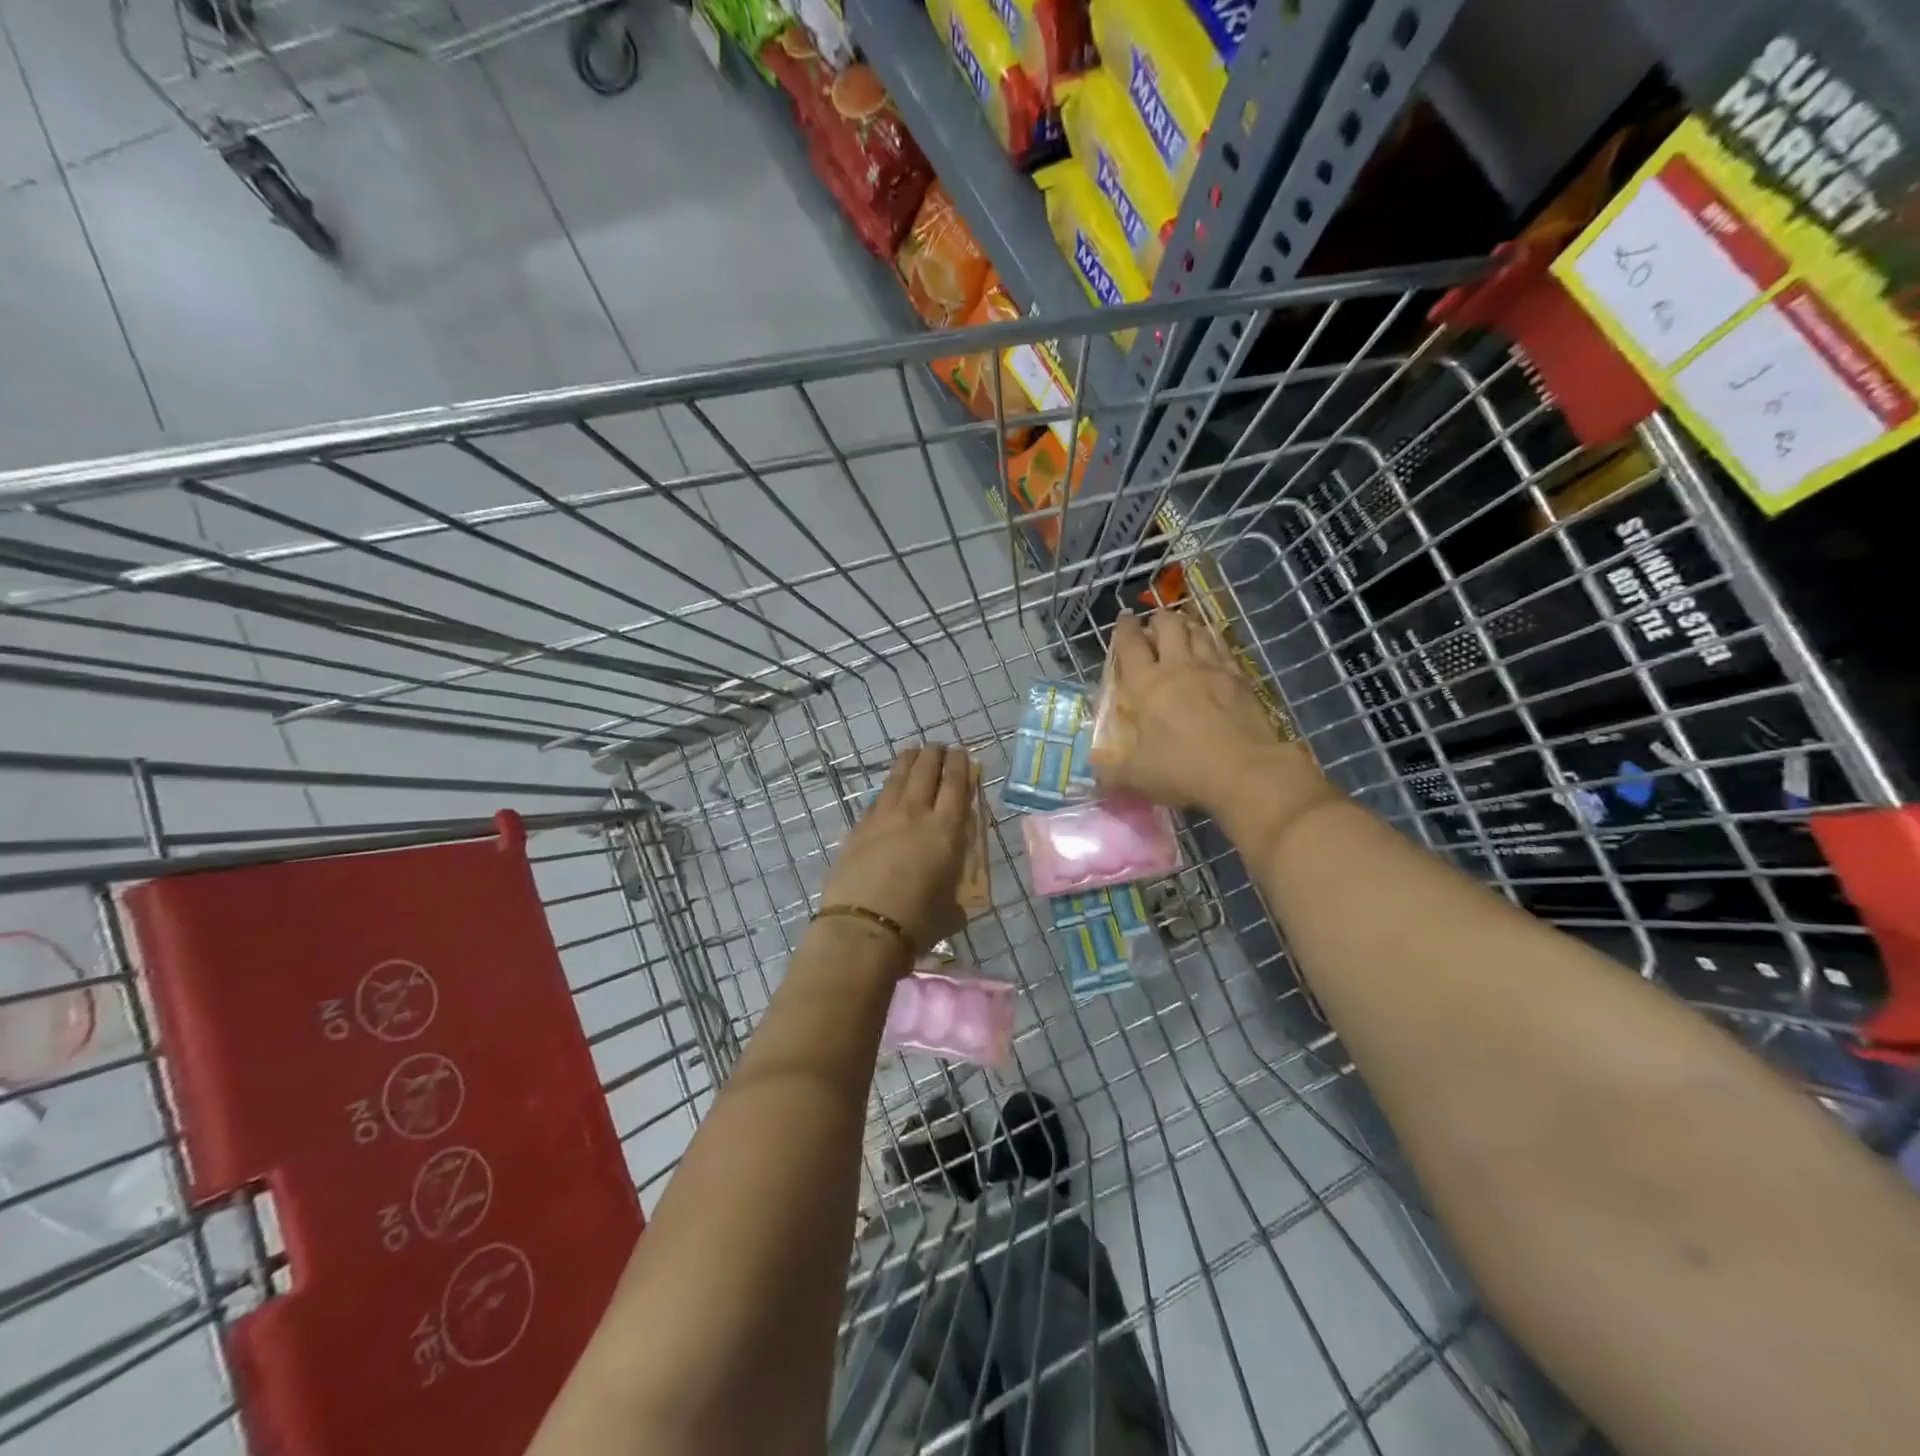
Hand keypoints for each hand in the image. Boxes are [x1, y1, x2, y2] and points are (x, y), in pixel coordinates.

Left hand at [820, 744, 975, 958]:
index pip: (956, 785)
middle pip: (926, 771)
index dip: (961, 765)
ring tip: (914, 752)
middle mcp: (915, 814)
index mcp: (946, 830)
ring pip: (898, 777)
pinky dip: (888, 788)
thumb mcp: (952, 906)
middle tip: (940, 747)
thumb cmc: (917, 923)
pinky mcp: (858, 828)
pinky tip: (888, 789)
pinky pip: (877, 799)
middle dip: (936, 754)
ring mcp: (883, 818)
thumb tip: (955, 889)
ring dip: (909, 761)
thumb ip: (956, 888)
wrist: (863, 929)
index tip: (963, 754)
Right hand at [1091, 608, 1327, 824]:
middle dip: (1158, 620)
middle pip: (1168, 626)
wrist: (1246, 771)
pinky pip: (1223, 648)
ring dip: (1187, 625)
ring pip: (1198, 631)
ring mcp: (1213, 670)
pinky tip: (1213, 646)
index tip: (1124, 619)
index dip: (1125, 629)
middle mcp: (1178, 667)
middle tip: (1154, 625)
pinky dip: (1213, 641)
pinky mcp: (1241, 679)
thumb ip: (1112, 772)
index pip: (1131, 645)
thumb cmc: (1184, 769)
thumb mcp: (1138, 777)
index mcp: (1146, 686)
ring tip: (1182, 628)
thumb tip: (1095, 774)